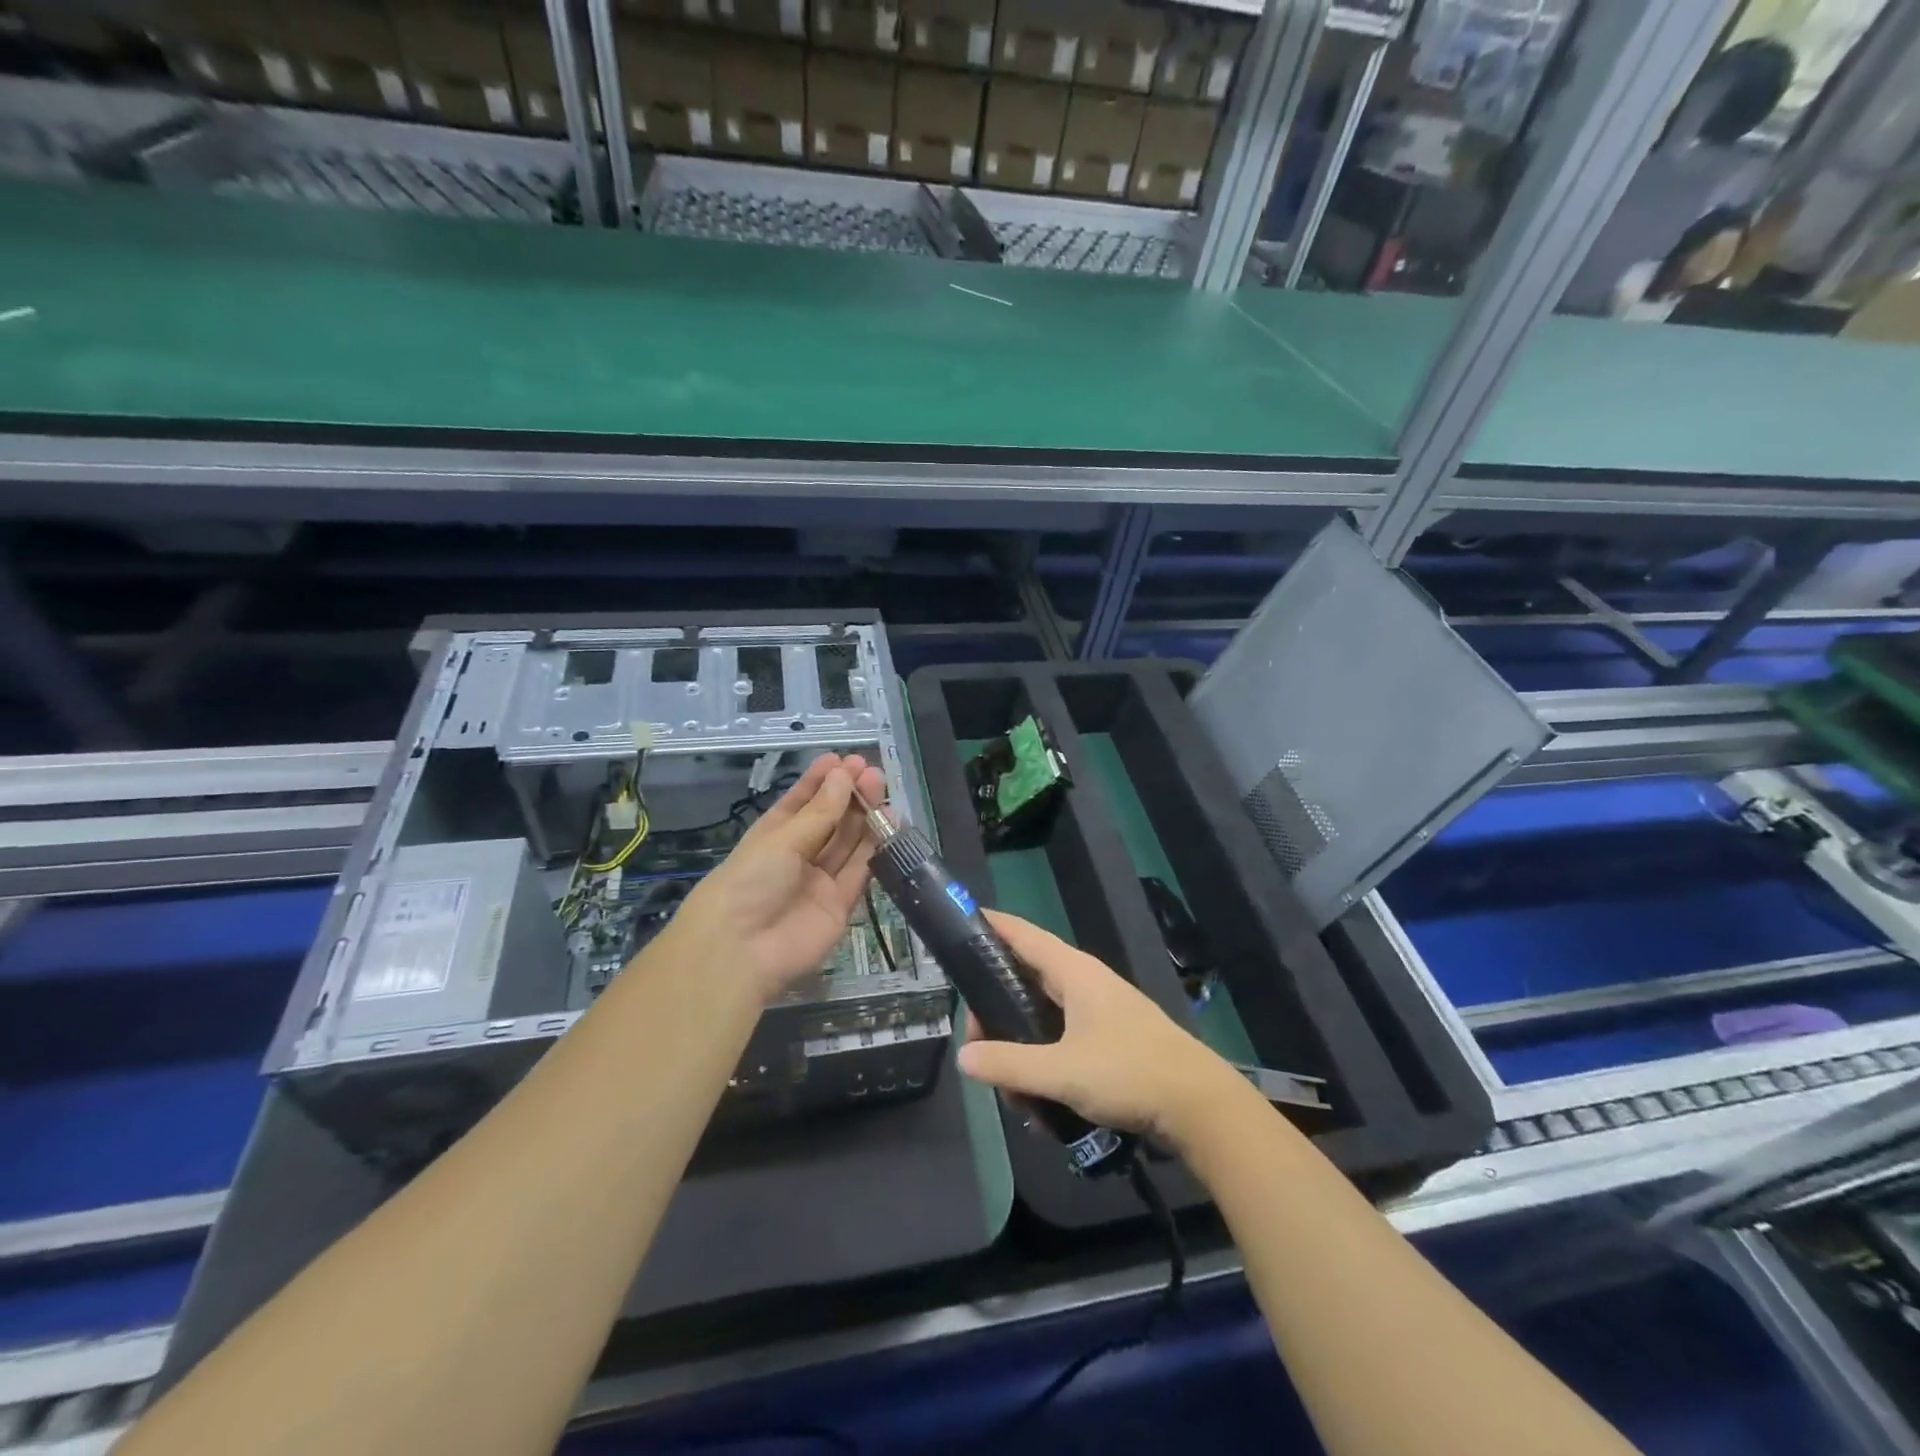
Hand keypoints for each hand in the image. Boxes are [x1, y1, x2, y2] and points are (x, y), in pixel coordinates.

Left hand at [665, 753, 885, 1002]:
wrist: (741, 951)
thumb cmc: (749, 882)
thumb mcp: (782, 841)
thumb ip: (820, 812)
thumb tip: (843, 775)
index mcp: (773, 836)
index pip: (801, 803)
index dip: (821, 781)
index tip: (843, 759)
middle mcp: (798, 856)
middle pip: (829, 821)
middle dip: (848, 795)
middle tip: (870, 771)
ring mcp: (819, 881)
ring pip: (847, 843)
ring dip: (864, 816)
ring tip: (880, 788)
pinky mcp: (840, 905)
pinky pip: (859, 872)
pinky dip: (874, 848)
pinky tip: (887, 823)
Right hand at [956, 911, 1239, 1148]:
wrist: (1200, 1105)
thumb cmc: (1130, 1072)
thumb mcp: (1062, 1071)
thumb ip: (1010, 1064)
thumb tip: (964, 1057)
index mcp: (1074, 972)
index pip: (1022, 934)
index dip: (990, 926)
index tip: (958, 923)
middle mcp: (1085, 982)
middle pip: (1025, 981)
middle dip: (996, 1015)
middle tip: (980, 1050)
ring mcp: (1099, 1011)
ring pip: (1042, 1018)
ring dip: (1023, 1052)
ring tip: (1016, 1095)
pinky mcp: (1110, 1039)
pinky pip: (1062, 1041)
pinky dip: (1046, 1065)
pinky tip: (1043, 1106)